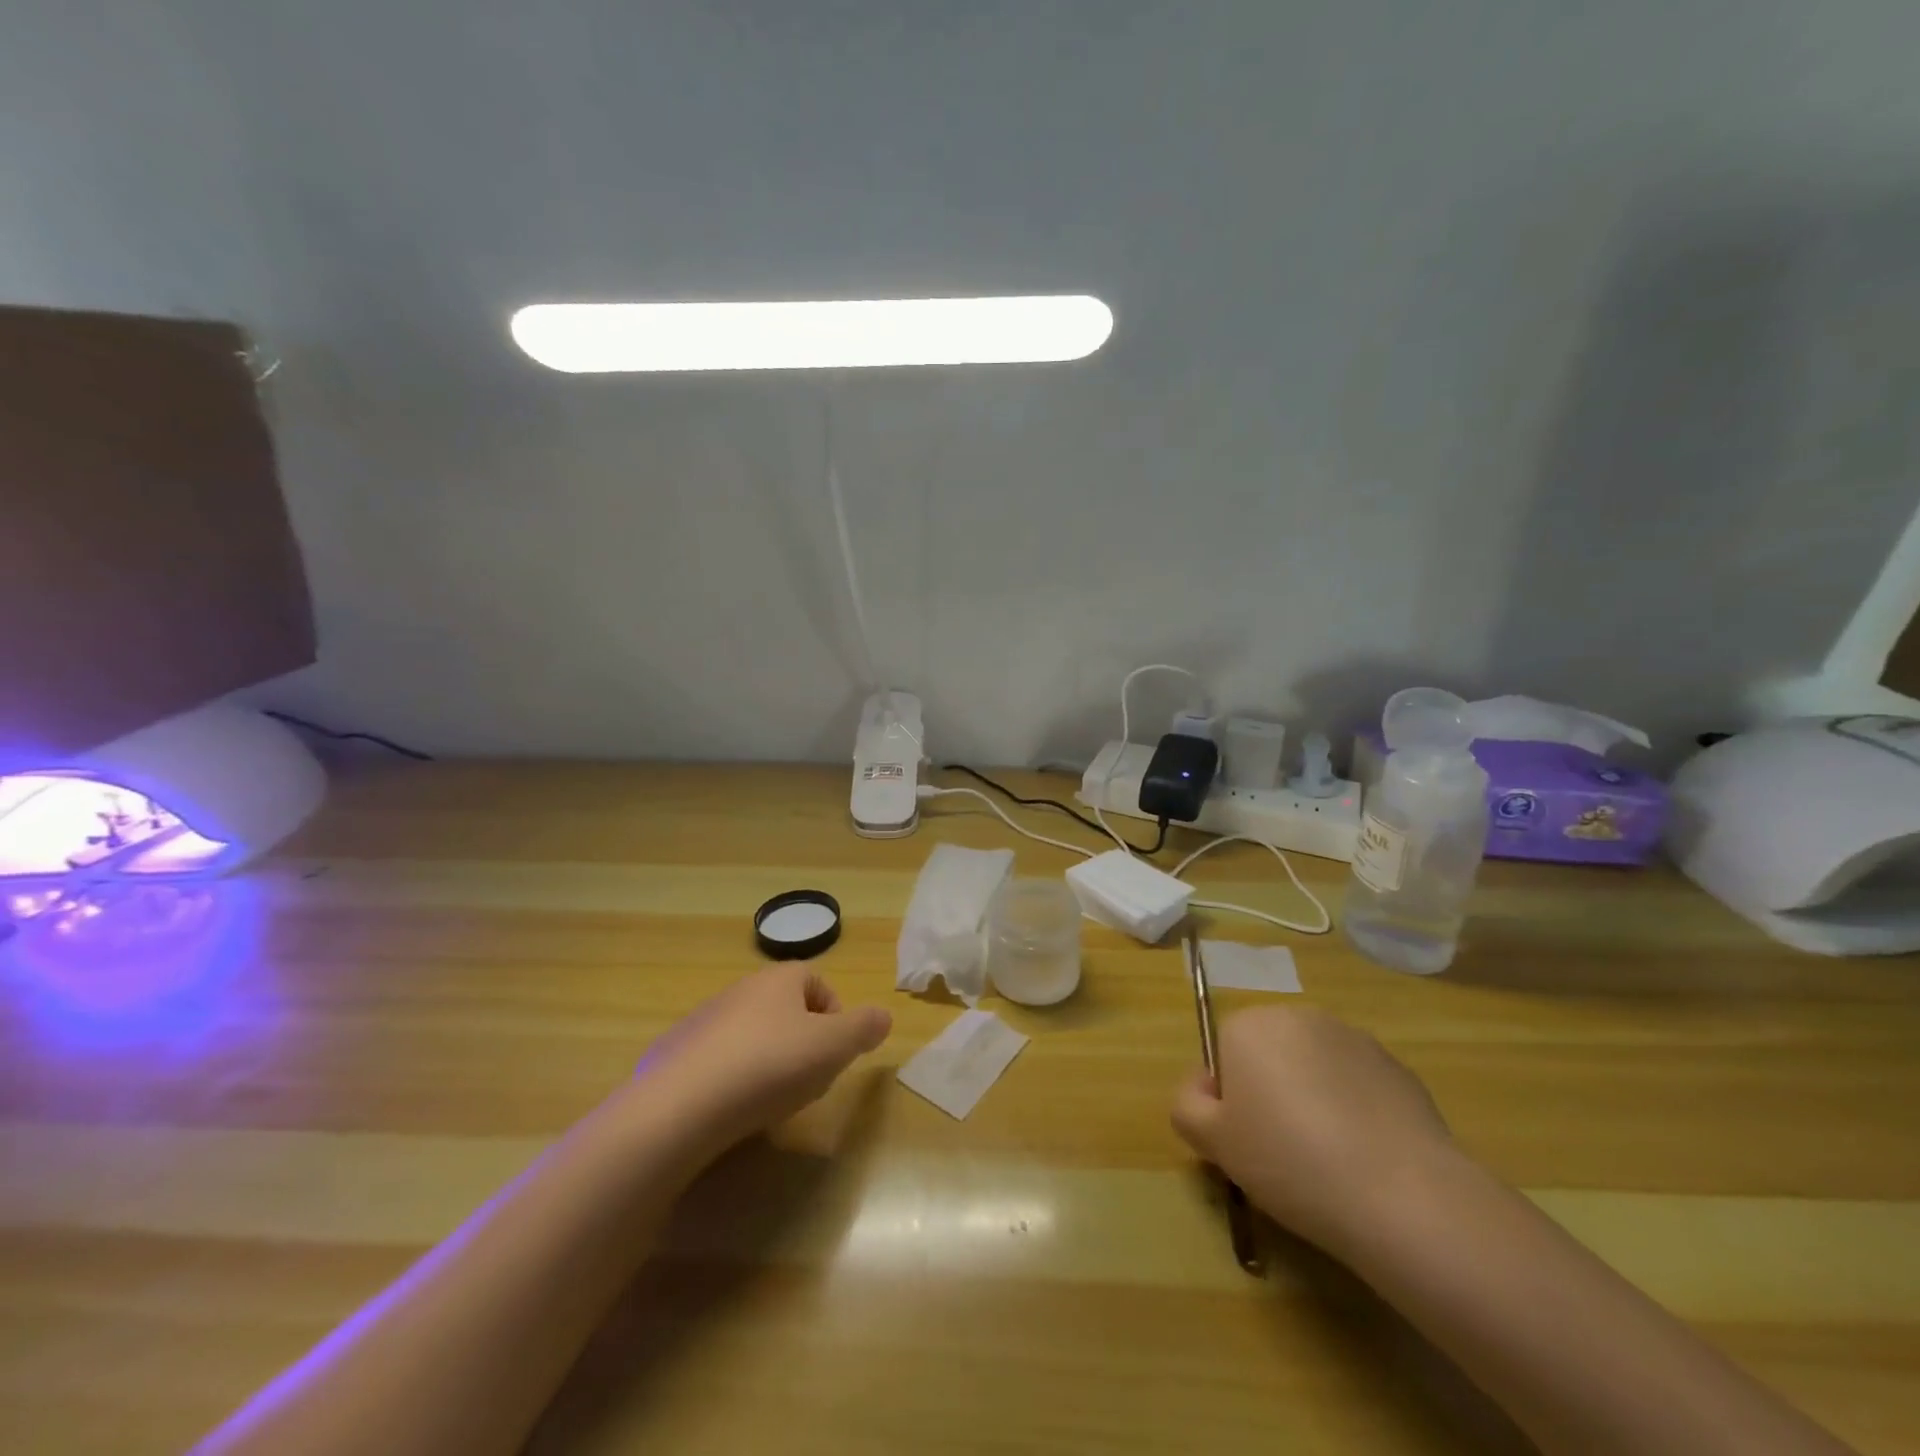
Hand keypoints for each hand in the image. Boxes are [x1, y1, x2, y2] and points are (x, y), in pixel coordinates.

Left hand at [634, 965, 892, 1154]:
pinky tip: (731, 1111)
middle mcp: (740, 990)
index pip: (817, 982)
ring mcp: (703, 1021)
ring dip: (767, 1061)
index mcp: (779, 979)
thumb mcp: (833, 1047)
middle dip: (803, 1042)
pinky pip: (716, 1062)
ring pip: (750, 1035)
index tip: (835, 1053)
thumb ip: (864, 1028)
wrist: (680, 1107)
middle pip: (784, 1009)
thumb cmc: (769, 1066)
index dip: (834, 1015)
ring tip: (770, 1101)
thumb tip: (884, 1015)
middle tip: (808, 1081)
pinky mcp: (674, 1055)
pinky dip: (730, 1080)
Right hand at [1171, 1004, 1454, 1255]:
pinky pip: (1358, 1087)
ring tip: (1329, 1161)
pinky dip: (1356, 1113)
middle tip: (1281, 1152)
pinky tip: (1366, 1160)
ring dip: (1314, 1100)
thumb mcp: (1213, 1142)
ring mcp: (1354, 1038)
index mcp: (1249, 1025)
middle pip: (1270, 1053)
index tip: (1245, 1141)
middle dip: (1271, 1092)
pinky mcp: (1399, 1069)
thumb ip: (1187, 1105)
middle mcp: (1298, 1016)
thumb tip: (1203, 1088)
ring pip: (1315, 1069)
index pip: (1223, 1053)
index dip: (1229, 1099)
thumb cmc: (1290, 1161)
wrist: (1404, 1196)